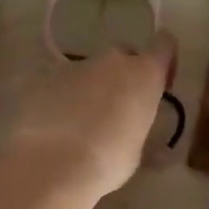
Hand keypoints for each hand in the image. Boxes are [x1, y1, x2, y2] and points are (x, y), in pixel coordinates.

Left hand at [3, 30, 177, 199]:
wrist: (50, 164)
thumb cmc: (107, 161)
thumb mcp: (136, 155)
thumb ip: (144, 139)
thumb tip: (160, 152)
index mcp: (143, 75)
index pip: (164, 45)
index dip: (165, 61)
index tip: (161, 84)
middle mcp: (111, 61)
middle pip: (124, 57)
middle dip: (124, 78)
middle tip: (119, 110)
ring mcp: (73, 66)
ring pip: (89, 71)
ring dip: (91, 89)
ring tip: (82, 125)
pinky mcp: (43, 78)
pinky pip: (60, 84)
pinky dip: (62, 98)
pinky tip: (56, 127)